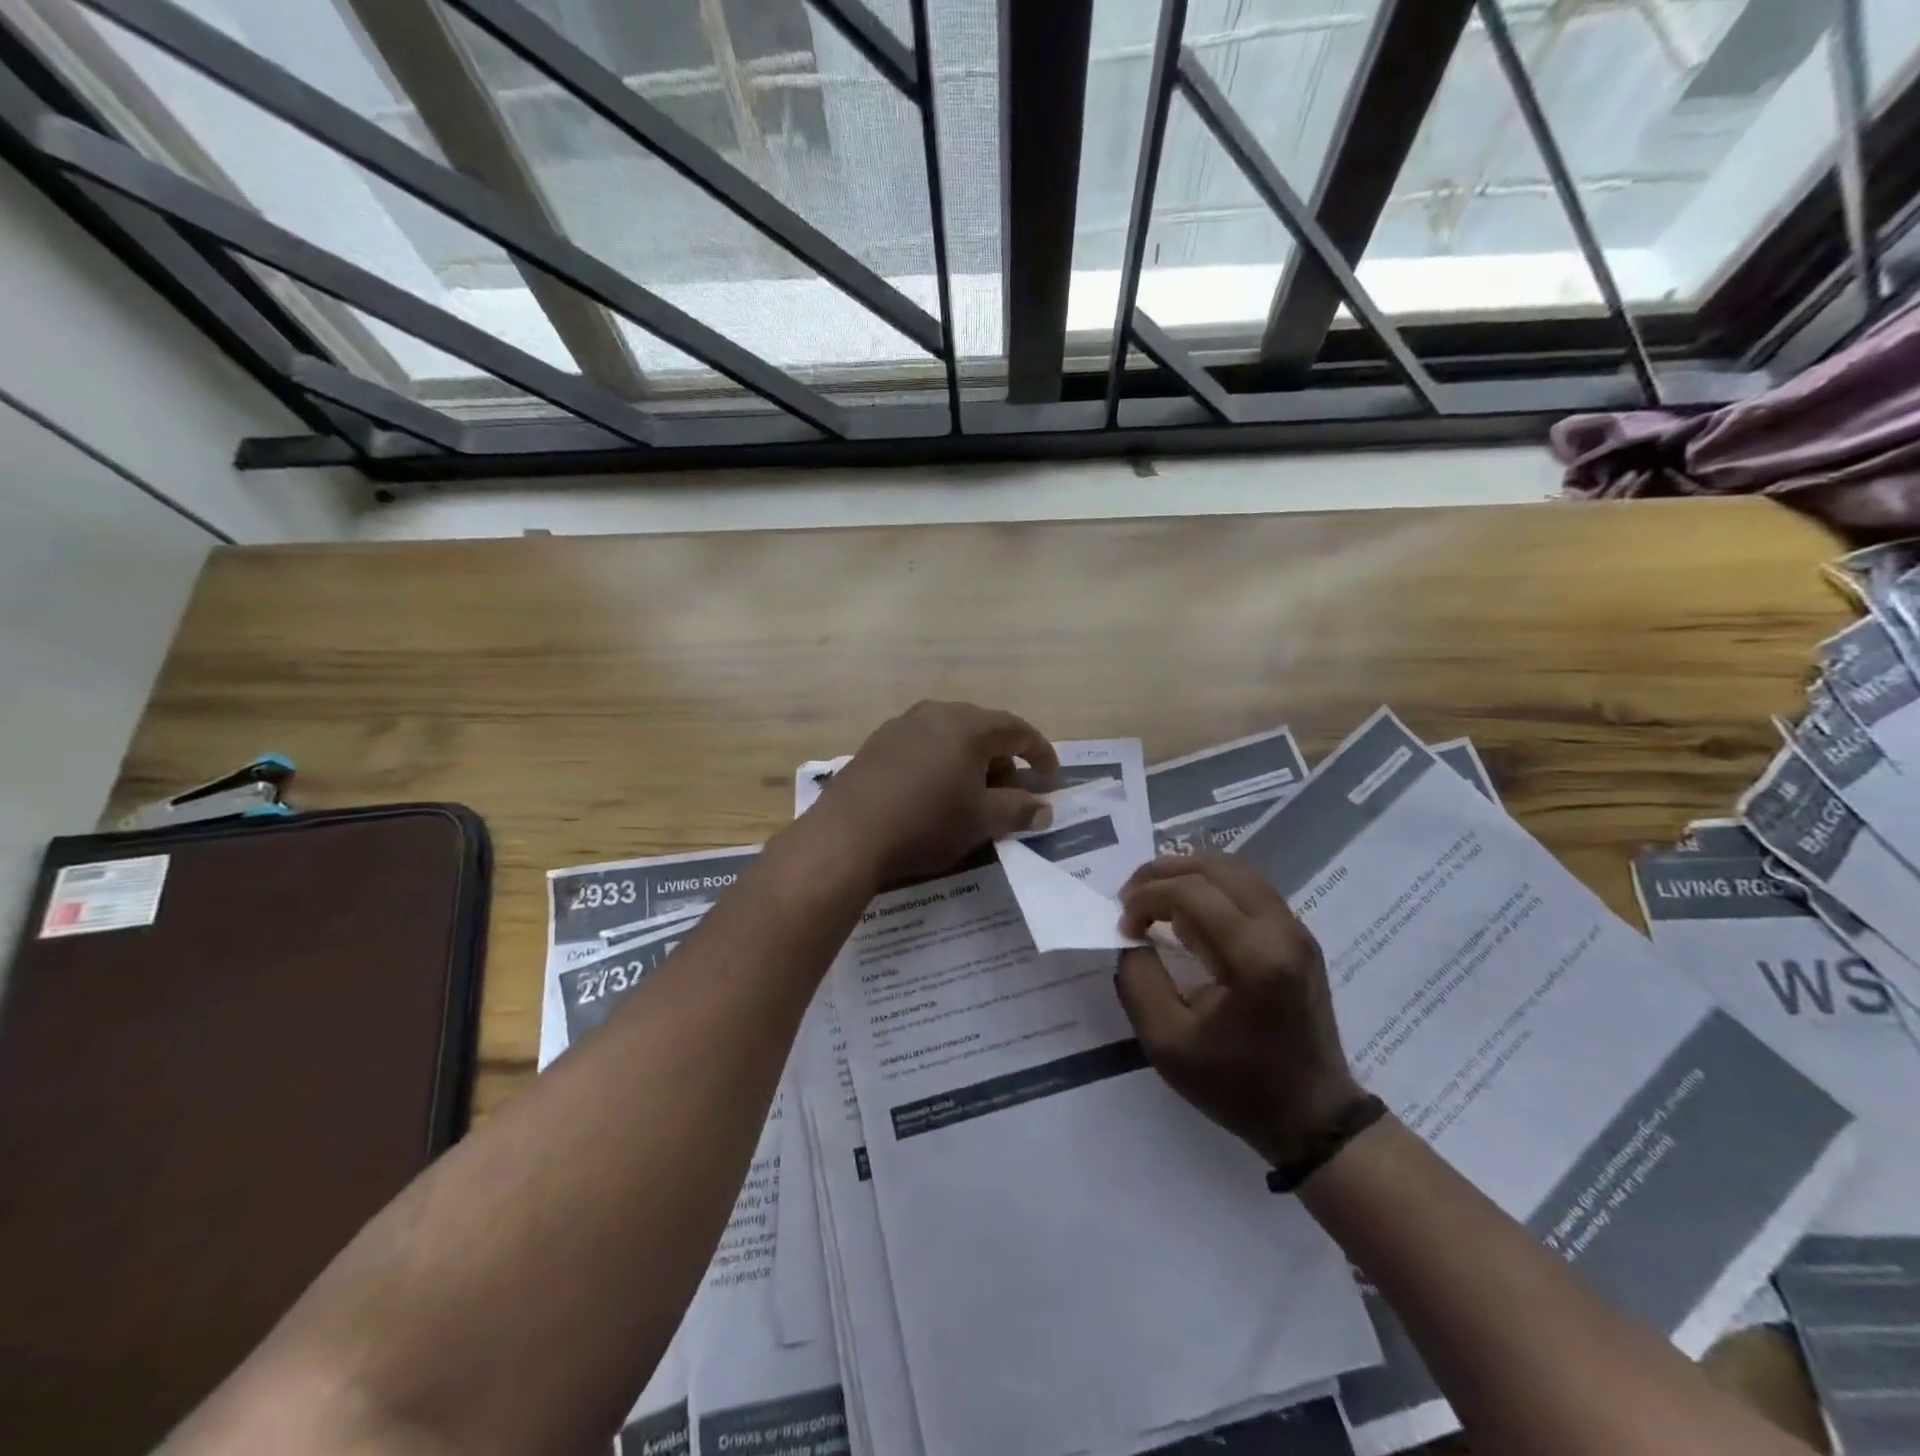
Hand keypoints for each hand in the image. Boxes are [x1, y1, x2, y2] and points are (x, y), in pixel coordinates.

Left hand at [810, 701, 1059, 886]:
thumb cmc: (926, 823)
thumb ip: (1018, 810)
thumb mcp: (981, 821)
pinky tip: (934, 791)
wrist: (847, 835)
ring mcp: (901, 725)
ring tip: (972, 794)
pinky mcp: (877, 743)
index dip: (1039, 752)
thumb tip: (1044, 810)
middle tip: (1011, 791)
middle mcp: (935, 714)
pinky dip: (940, 762)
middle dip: (1003, 758)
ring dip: (970, 761)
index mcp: (967, 726)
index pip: (1016, 729)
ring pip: (950, 736)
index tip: (1051, 776)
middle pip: (982, 729)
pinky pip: (922, 745)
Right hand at [1115, 853, 1364, 1168]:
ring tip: (1155, 897)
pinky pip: (1250, 888)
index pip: (1191, 892)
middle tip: (1131, 896)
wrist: (1313, 1118)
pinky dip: (1211, 886)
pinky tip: (1187, 912)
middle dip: (1164, 871)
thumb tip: (1133, 938)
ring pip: (1236, 869)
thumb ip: (1138, 981)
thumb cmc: (1237, 1086)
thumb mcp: (1166, 1043)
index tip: (1124, 926)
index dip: (1147, 897)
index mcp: (1254, 957)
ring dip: (1188, 874)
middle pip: (1216, 866)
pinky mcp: (1299, 937)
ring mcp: (1296, 930)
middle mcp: (1281, 930)